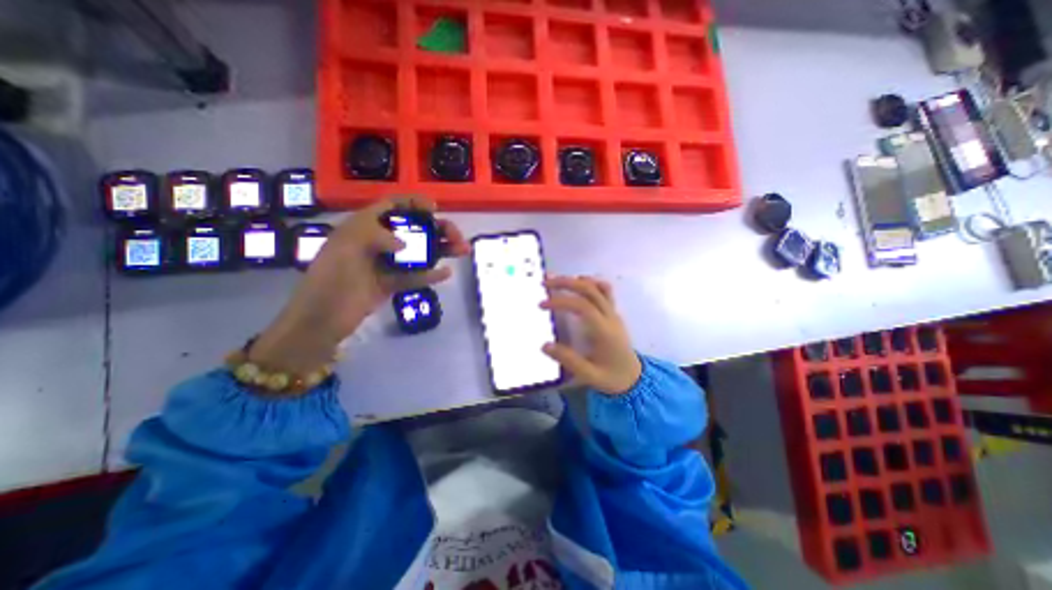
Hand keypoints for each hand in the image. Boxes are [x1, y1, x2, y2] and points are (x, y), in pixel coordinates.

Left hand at [249, 199, 464, 372]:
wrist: (321, 319)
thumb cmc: (330, 278)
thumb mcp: (346, 247)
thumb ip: (375, 236)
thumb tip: (405, 244)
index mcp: (364, 226)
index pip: (393, 206)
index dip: (415, 203)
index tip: (435, 208)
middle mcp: (379, 241)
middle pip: (414, 229)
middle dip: (438, 229)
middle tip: (457, 238)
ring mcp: (387, 263)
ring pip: (419, 252)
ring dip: (441, 250)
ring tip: (462, 251)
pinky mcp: (392, 283)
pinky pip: (416, 275)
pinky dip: (431, 274)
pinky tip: (446, 273)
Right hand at [541, 275, 640, 396]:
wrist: (634, 378)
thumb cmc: (611, 378)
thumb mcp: (589, 376)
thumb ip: (568, 360)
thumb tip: (544, 345)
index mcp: (604, 331)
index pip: (582, 306)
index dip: (561, 301)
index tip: (542, 305)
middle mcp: (610, 317)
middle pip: (590, 289)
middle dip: (565, 283)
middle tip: (544, 283)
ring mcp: (614, 313)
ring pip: (598, 286)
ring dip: (576, 280)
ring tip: (556, 280)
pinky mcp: (613, 313)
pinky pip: (605, 291)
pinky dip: (590, 283)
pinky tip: (576, 284)